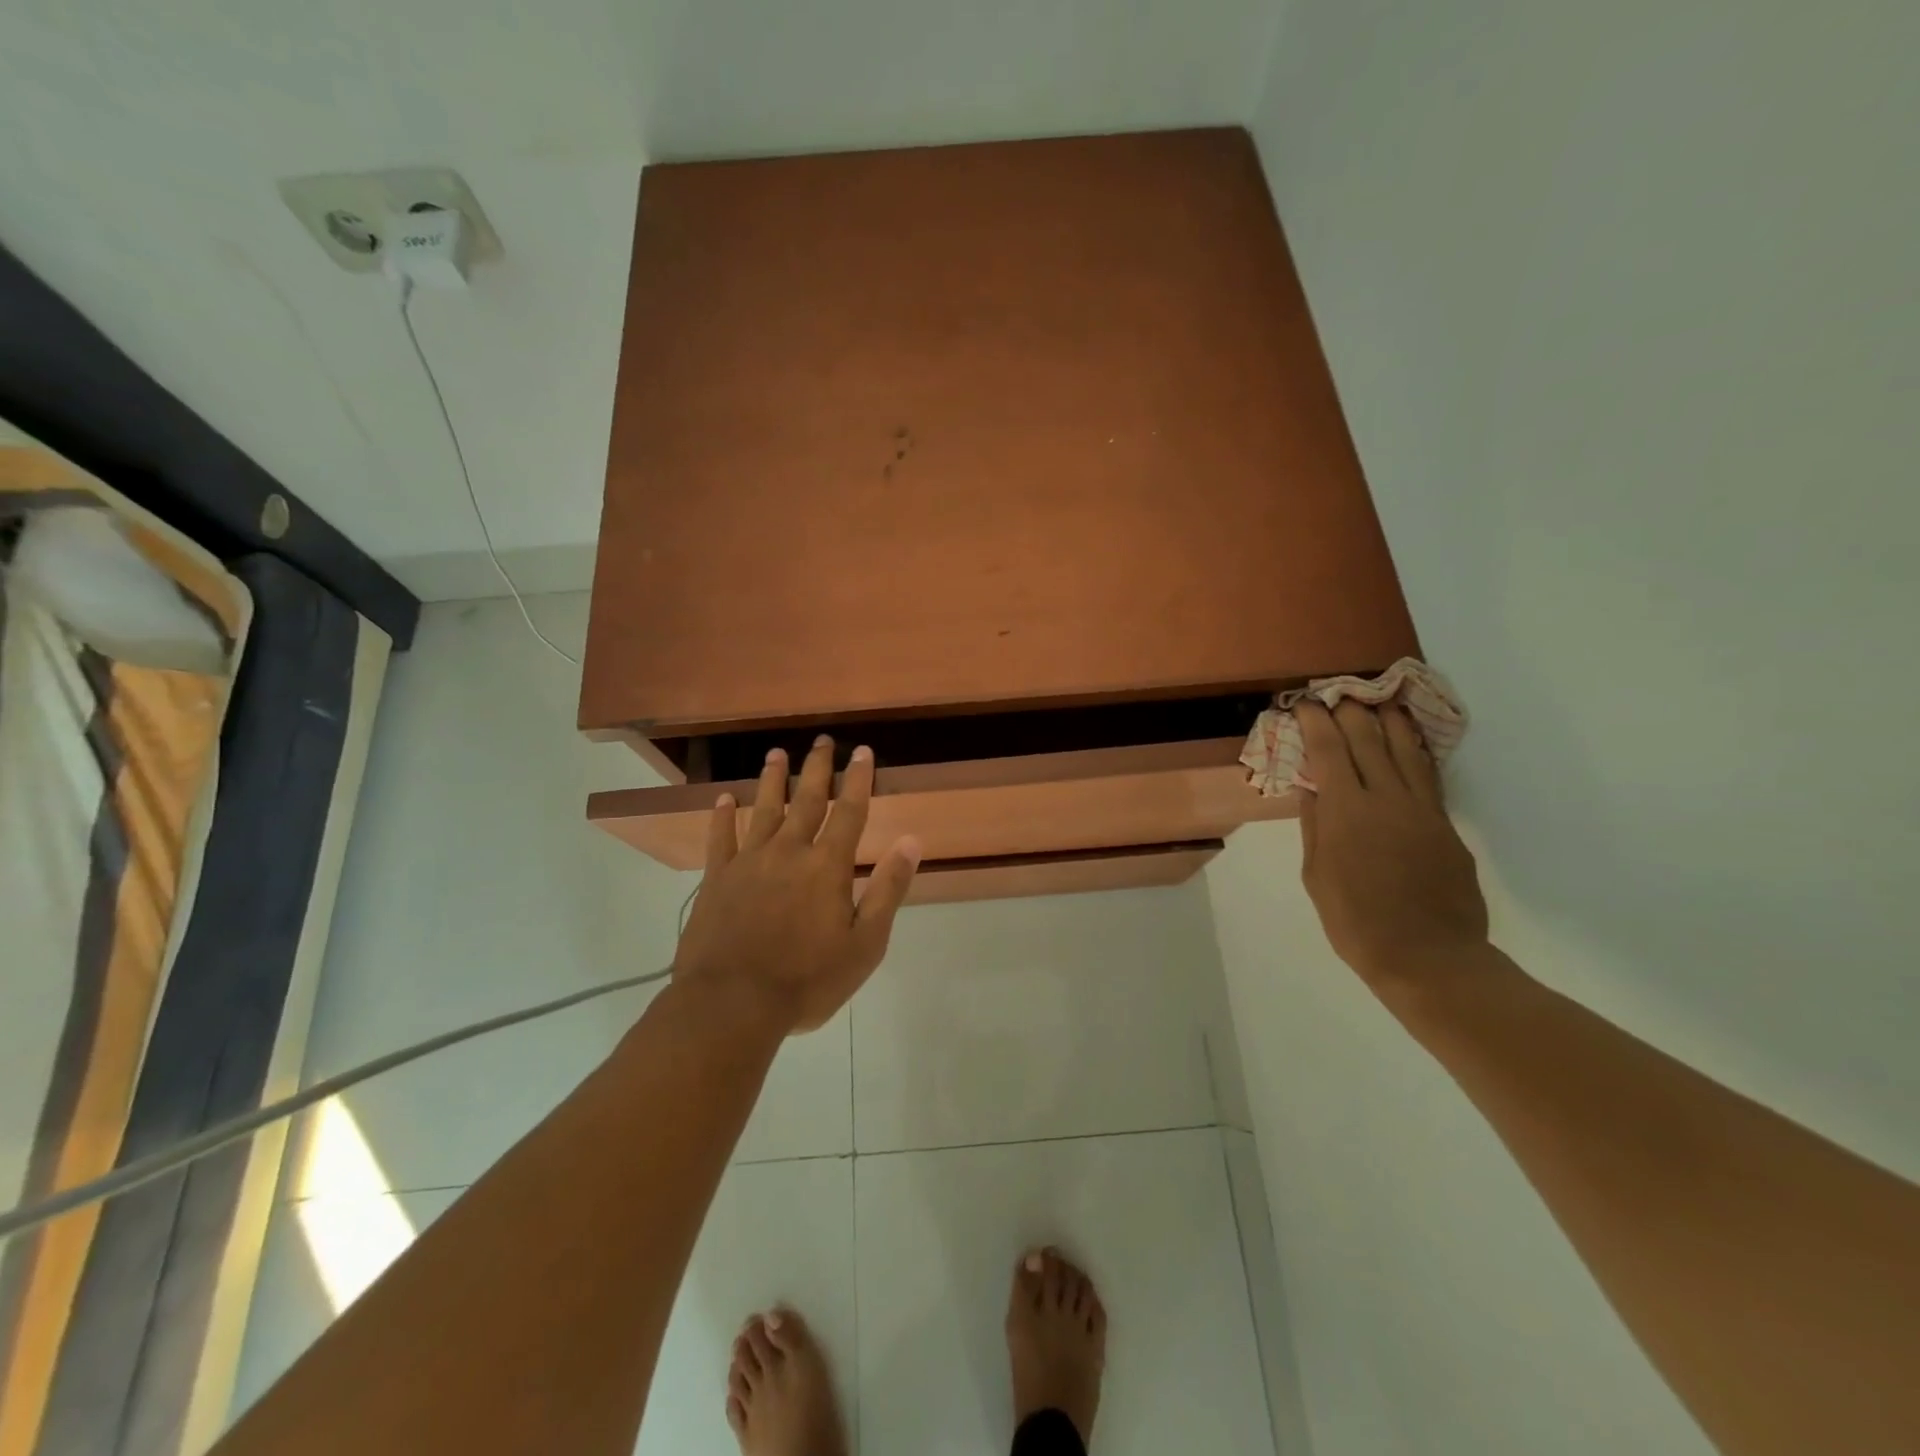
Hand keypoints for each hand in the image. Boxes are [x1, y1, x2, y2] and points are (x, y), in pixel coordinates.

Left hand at [672, 736, 920, 1033]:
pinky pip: (720, 839)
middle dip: (817, 769)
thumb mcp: (864, 944)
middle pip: (806, 800)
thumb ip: (888, 889)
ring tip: (776, 754)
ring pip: (764, 810)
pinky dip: (722, 817)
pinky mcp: (717, 879)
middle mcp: (789, 852)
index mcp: (827, 866)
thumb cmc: (807, 980)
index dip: (858, 780)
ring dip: (772, 780)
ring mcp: (749, 862)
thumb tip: (911, 841)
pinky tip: (724, 799)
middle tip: (821, 740)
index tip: (862, 751)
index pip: (849, 812)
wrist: (732, 1004)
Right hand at [1296, 701, 1488, 993]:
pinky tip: (1411, 744)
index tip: (1305, 704)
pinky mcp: (1446, 826)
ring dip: (1391, 723)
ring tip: (1382, 702)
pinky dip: (1417, 753)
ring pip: (1406, 751)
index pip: (1329, 751)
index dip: (1316, 722)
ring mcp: (1422, 810)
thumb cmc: (1355, 921)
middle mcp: (1386, 799)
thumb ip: (1315, 827)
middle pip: (1369, 741)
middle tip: (1340, 695)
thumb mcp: (1317, 875)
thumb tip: (1312, 790)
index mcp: (1346, 811)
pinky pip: (1429, 777)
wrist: (1428, 957)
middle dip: (1351, 712)